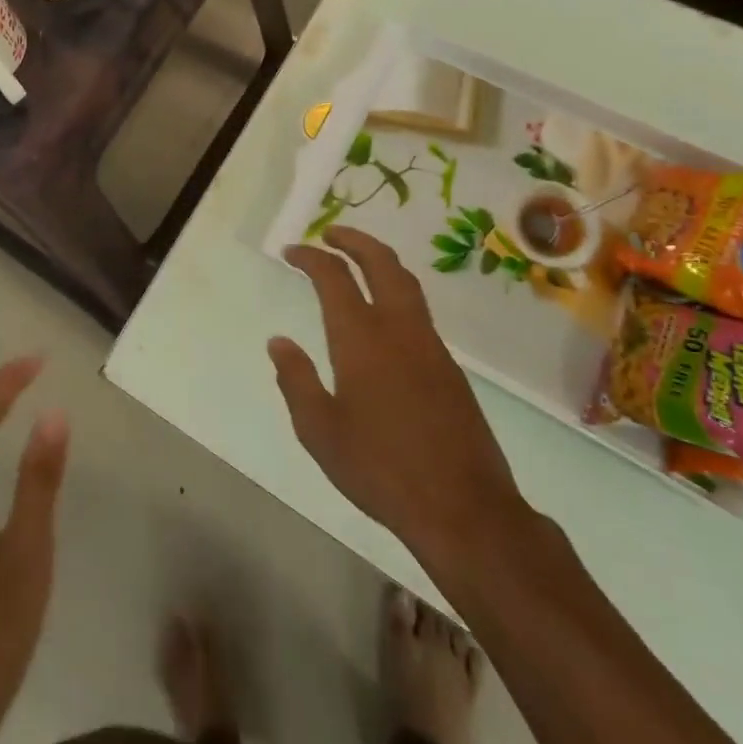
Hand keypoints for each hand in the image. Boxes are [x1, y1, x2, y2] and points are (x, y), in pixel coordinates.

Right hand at [272, 226, 522, 566]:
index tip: (292, 252)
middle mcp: (398, 328)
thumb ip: (296, 380)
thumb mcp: (320, 431)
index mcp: (360, 338)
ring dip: (379, 261)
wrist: (464, 508)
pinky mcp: (450, 367)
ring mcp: (430, 345)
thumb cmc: (380, 468)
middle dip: (354, 240)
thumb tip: (278, 342)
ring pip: (406, 282)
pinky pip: (419, 311)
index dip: (310, 257)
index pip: (333, 277)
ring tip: (358, 262)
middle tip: (331, 234)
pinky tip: (384, 317)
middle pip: (380, 262)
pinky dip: (396, 292)